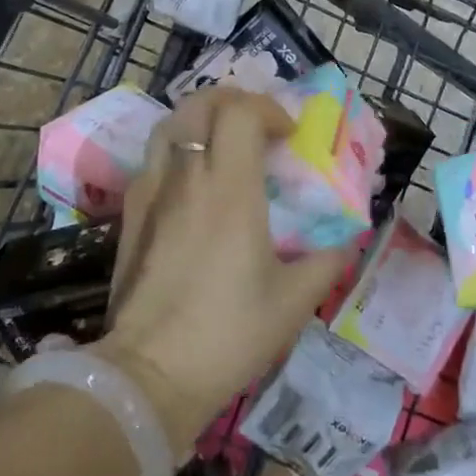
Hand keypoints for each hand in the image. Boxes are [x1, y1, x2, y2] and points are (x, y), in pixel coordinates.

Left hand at [90, 88, 353, 452]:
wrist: (149, 375)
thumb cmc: (228, 333)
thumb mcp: (293, 301)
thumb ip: (326, 261)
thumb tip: (344, 241)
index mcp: (230, 187)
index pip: (241, 112)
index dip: (269, 109)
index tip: (289, 136)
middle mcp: (187, 176)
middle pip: (200, 103)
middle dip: (233, 100)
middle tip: (257, 124)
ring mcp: (151, 191)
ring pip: (170, 124)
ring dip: (201, 119)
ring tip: (223, 142)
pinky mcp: (131, 213)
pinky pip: (154, 158)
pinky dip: (178, 149)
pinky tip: (192, 182)